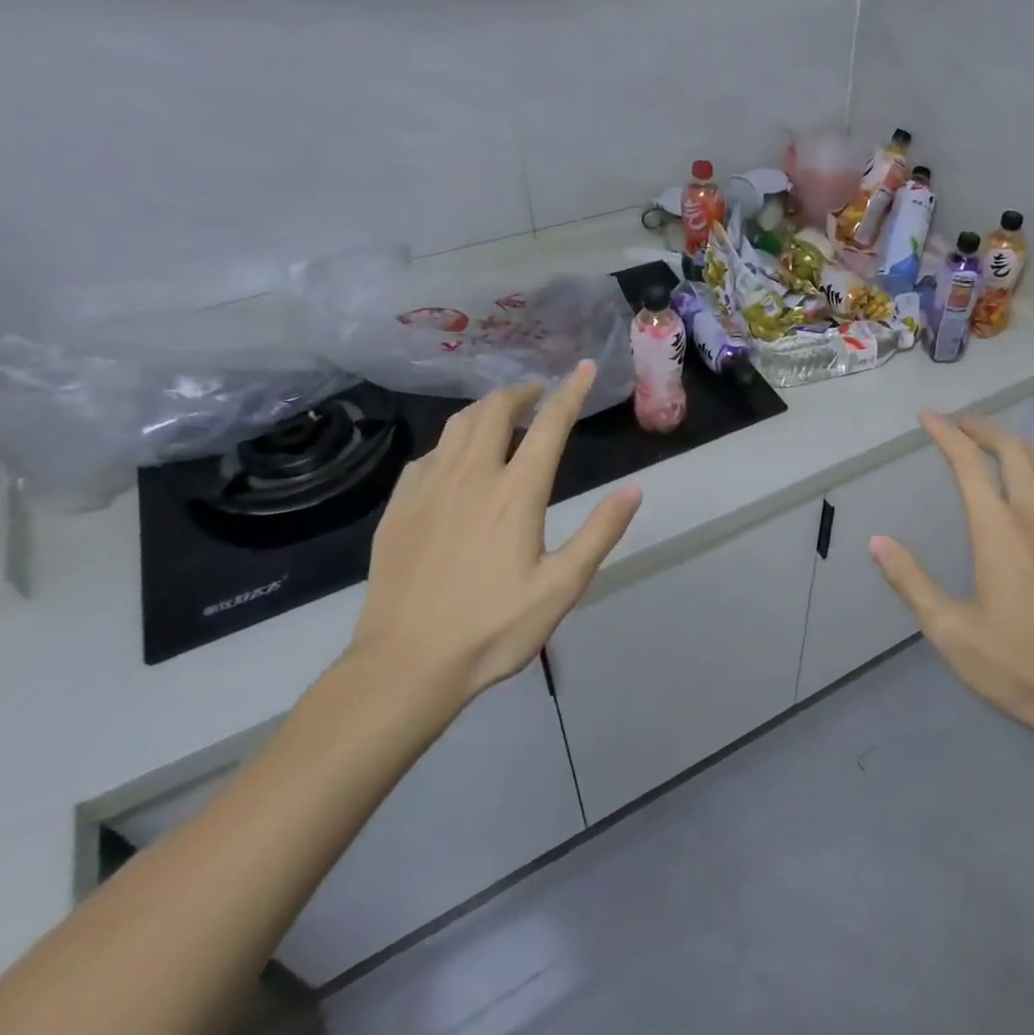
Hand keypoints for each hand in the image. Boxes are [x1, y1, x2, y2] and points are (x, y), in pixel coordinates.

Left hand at [346, 360, 641, 716]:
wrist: (404, 666)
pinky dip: (451, 441)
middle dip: (521, 392)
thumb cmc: (493, 628)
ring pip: (457, 425)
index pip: (549, 425)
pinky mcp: (399, 507)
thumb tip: (634, 488)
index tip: (583, 368)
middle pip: (495, 410)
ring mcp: (429, 488)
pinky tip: (455, 458)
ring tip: (502, 413)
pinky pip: (429, 454)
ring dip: (485, 408)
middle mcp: (472, 476)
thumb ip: (600, 532)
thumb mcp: (562, 587)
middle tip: (539, 392)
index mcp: (516, 493)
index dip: (571, 392)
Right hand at [870, 413, 1033, 762]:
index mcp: (998, 530)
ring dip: (1018, 443)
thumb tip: (877, 542)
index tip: (927, 417)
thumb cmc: (1017, 666)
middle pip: (1014, 450)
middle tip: (958, 423)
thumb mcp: (950, 631)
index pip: (968, 463)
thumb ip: (912, 582)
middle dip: (982, 428)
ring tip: (995, 443)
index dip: (946, 434)